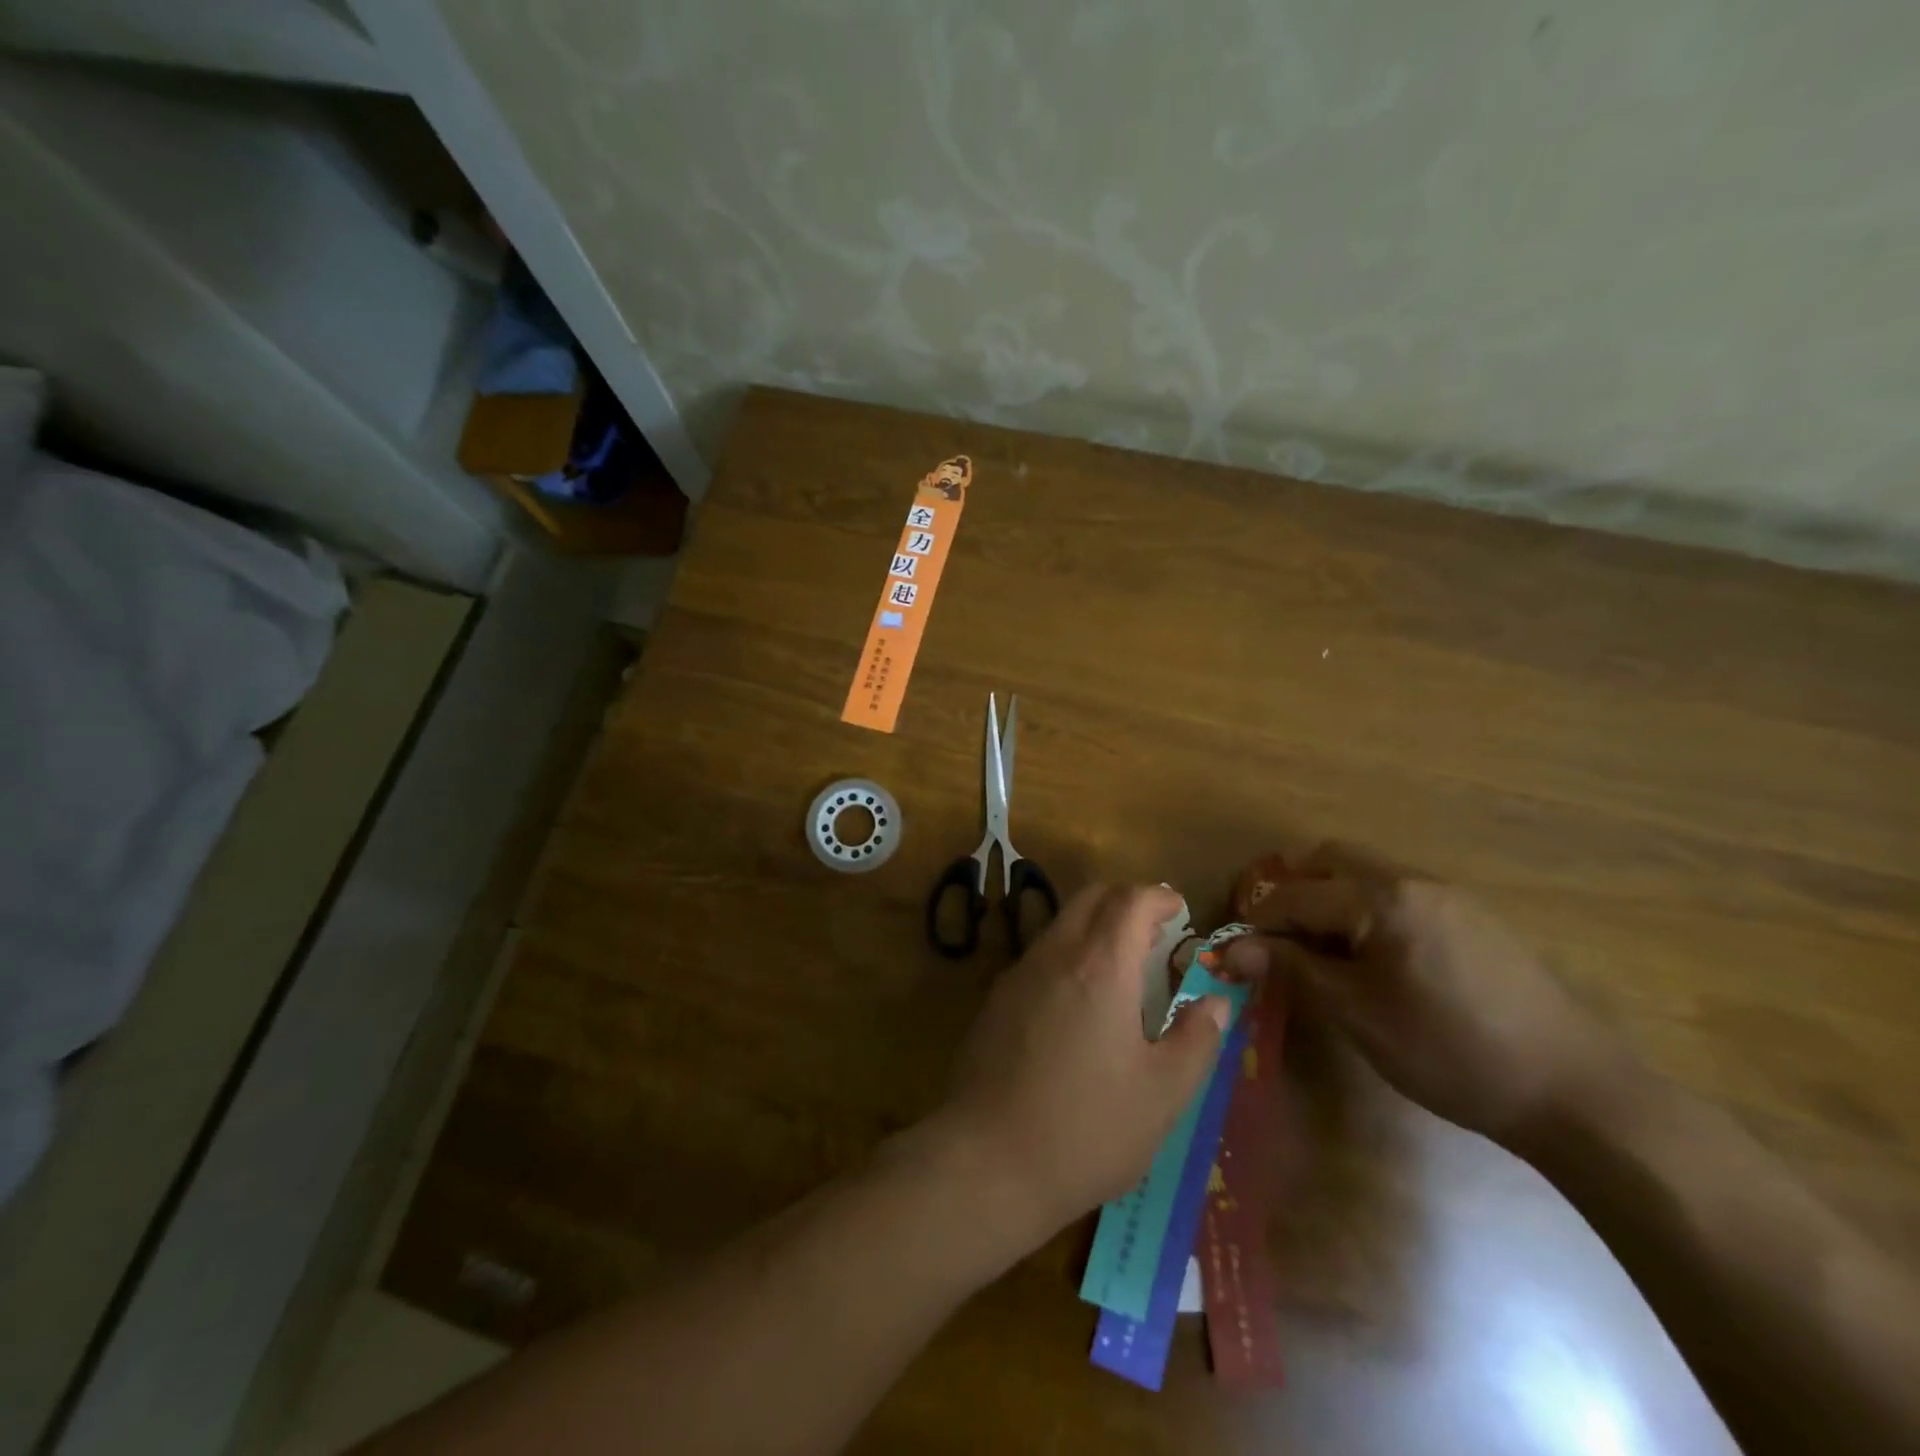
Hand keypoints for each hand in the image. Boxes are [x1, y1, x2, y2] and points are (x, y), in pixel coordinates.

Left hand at [929, 884, 1230, 1245]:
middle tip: (1154, 932)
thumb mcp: (1163, 1094)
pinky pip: (1039, 956)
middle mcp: (1055, 954)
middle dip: (1125, 900)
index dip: (1157, 896)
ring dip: (1094, 927)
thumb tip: (1215, 1003)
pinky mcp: (995, 1000)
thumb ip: (1196, 1040)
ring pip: (1061, 924)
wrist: (988, 1159)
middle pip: (1090, 897)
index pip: (1130, 899)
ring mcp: (1018, 974)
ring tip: (1122, 968)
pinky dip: (1068, 955)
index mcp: (1100, 965)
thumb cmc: (1088, 1127)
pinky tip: (1079, 1003)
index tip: (1178, 909)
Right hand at [1222, 843, 1624, 1149]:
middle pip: (1329, 859)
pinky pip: (1398, 894)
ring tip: (1318, 951)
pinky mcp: (1473, 918)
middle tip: (1272, 936)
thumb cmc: (1451, 1053)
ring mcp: (1449, 896)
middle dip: (1290, 889)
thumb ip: (1293, 970)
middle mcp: (1414, 880)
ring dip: (1328, 898)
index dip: (1257, 922)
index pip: (1296, 895)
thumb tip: (1232, 950)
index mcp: (1384, 899)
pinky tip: (1370, 958)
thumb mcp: (1358, 1014)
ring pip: (1365, 873)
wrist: (1577, 1093)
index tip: (1235, 952)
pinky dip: (1365, 910)